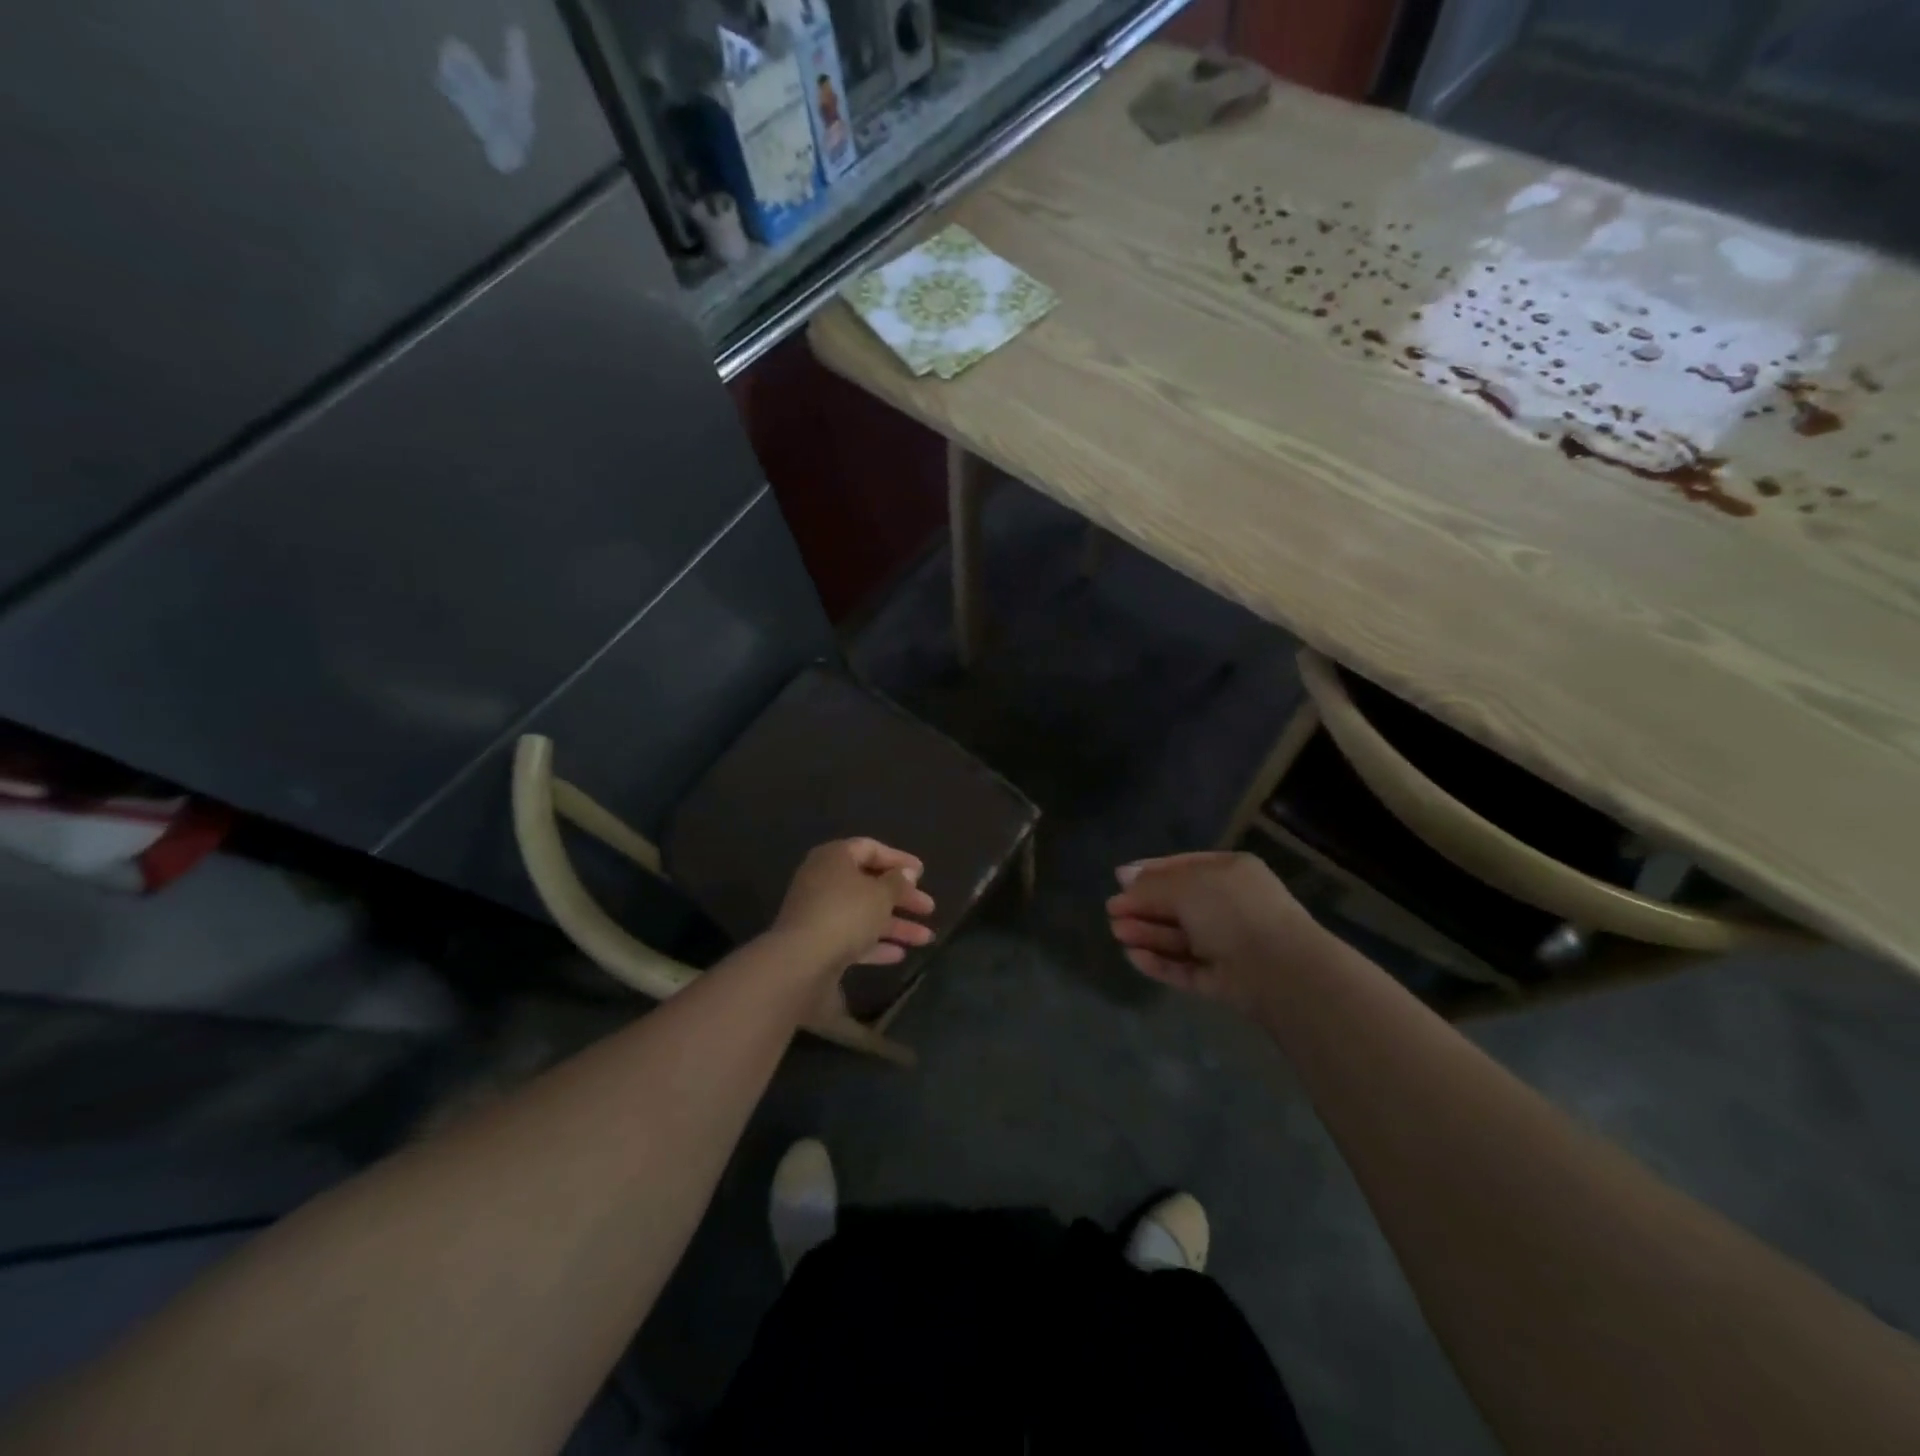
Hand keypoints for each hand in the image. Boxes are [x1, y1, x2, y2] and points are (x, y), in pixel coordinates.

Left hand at [773, 838, 936, 971]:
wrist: (801, 961)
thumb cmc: (845, 913)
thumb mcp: (881, 894)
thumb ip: (898, 882)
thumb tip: (907, 873)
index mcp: (835, 858)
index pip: (870, 848)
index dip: (898, 859)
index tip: (923, 872)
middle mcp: (823, 880)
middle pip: (869, 884)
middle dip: (902, 897)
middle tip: (928, 908)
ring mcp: (818, 912)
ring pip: (863, 913)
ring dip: (895, 925)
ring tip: (926, 938)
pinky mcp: (817, 942)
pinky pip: (851, 937)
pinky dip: (875, 944)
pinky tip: (899, 954)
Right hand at [1105, 851, 1329, 1014]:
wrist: (1279, 970)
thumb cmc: (1232, 911)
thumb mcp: (1185, 886)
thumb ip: (1151, 885)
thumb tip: (1123, 876)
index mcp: (1229, 873)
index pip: (1183, 867)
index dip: (1150, 873)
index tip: (1119, 879)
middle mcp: (1230, 906)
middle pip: (1177, 904)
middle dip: (1144, 907)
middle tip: (1112, 912)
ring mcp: (1228, 945)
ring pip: (1179, 937)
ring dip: (1147, 933)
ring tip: (1117, 933)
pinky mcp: (1223, 980)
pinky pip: (1186, 967)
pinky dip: (1160, 962)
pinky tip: (1134, 957)